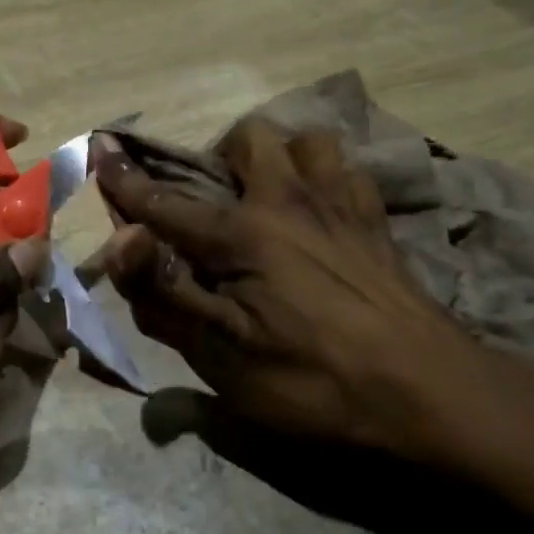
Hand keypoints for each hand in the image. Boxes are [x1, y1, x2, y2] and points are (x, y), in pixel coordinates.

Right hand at [92, 121, 533, 463]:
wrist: (431, 396)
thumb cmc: (314, 381)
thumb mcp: (224, 355)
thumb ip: (167, 293)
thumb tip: (121, 240)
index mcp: (243, 234)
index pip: (168, 201)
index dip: (128, 178)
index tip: (101, 147)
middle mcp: (290, 201)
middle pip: (249, 138)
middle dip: (220, 156)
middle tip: (213, 201)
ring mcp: (341, 205)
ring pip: (307, 140)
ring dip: (281, 157)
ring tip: (271, 196)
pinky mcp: (379, 222)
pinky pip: (350, 171)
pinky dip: (327, 176)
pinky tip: (323, 209)